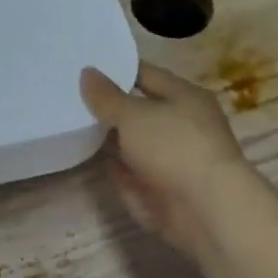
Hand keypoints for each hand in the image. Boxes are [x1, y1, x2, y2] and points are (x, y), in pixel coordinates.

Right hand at [80, 63, 261, 257]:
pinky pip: (134, 172)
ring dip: (111, 139)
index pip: (146, 75)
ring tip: (72, 127)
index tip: (85, 67)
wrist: (207, 210)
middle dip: (109, 107)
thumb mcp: (132, 115)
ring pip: (135, 142)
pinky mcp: (166, 188)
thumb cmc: (174, 148)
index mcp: (184, 97)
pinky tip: (92, 162)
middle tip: (71, 98)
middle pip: (139, 110)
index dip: (117, 70)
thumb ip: (106, 96)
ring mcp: (175, 159)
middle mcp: (183, 124)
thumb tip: (87, 72)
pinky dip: (117, 169)